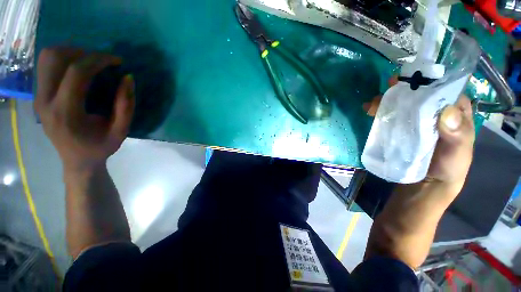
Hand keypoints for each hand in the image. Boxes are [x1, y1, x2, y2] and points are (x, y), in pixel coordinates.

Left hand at [35, 48, 134, 172]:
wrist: (77, 161)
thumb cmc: (100, 148)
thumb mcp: (121, 131)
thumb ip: (126, 106)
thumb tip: (128, 78)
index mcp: (66, 112)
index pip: (77, 72)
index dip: (99, 60)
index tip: (117, 60)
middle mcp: (46, 101)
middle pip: (56, 58)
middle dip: (83, 52)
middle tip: (102, 61)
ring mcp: (38, 97)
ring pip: (47, 57)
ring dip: (71, 53)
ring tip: (90, 62)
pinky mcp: (38, 95)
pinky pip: (46, 66)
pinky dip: (63, 59)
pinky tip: (78, 69)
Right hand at [363, 77, 474, 189]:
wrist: (426, 182)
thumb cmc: (448, 167)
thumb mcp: (459, 153)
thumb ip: (457, 135)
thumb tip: (446, 111)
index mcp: (454, 112)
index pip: (445, 88)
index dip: (431, 80)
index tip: (414, 77)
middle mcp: (433, 112)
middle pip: (419, 93)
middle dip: (404, 87)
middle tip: (389, 86)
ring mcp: (414, 120)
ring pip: (402, 103)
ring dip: (387, 100)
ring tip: (373, 103)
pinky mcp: (399, 128)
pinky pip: (390, 116)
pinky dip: (380, 111)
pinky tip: (369, 110)